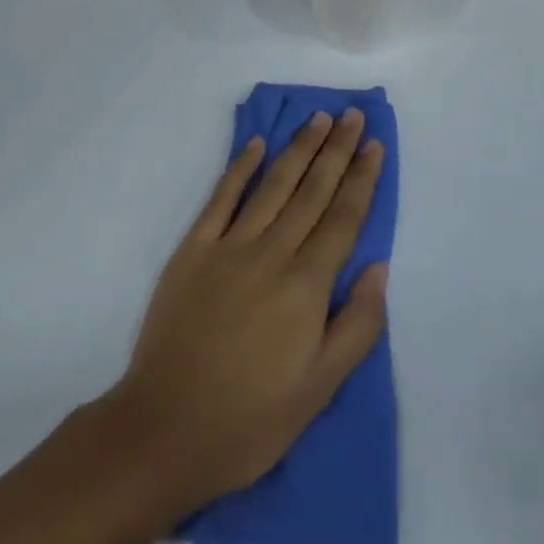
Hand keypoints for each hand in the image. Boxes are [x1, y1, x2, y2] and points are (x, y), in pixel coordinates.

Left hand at [105, 111, 387, 512]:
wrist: (165, 429)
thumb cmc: (251, 419)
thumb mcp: (320, 389)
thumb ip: (357, 325)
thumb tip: (379, 266)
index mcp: (306, 286)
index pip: (343, 218)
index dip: (362, 179)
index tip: (375, 144)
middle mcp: (272, 253)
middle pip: (312, 191)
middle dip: (336, 150)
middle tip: (353, 115)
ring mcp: (229, 246)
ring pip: (273, 185)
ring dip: (298, 148)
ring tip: (318, 118)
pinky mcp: (193, 249)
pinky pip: (222, 198)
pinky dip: (240, 168)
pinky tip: (257, 145)